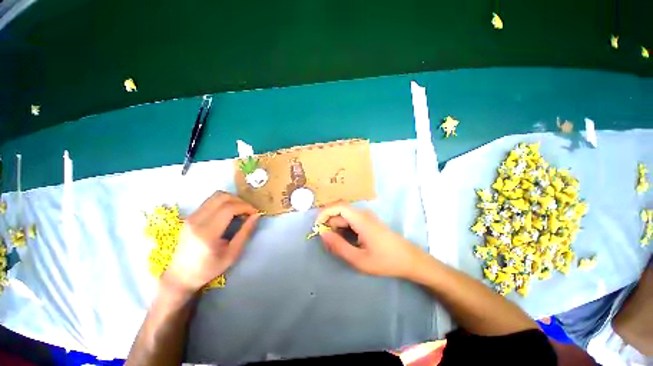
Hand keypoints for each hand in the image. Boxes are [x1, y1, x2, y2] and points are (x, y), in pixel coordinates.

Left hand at [163, 191, 260, 294]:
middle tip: (248, 211)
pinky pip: (210, 201)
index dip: (245, 207)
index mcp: (207, 233)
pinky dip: (224, 202)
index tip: (255, 213)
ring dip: (232, 200)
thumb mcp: (232, 254)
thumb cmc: (208, 268)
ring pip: (216, 196)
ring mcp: (191, 216)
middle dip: (240, 200)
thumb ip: (245, 232)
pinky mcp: (190, 216)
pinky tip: (229, 213)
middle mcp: (196, 220)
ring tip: (240, 210)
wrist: (180, 276)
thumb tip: (256, 215)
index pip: (229, 208)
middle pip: (222, 197)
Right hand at [315, 202, 426, 278]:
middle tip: (328, 243)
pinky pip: (351, 221)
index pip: (338, 206)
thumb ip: (338, 246)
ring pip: (345, 217)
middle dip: (329, 225)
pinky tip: (347, 243)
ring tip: (338, 246)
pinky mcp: (369, 221)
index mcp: (361, 219)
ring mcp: (367, 217)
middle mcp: (363, 214)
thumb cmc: (385, 260)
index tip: (317, 227)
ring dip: (337, 228)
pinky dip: (344, 229)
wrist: (409, 259)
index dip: (324, 213)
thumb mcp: (359, 259)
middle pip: (340, 212)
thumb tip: (322, 234)